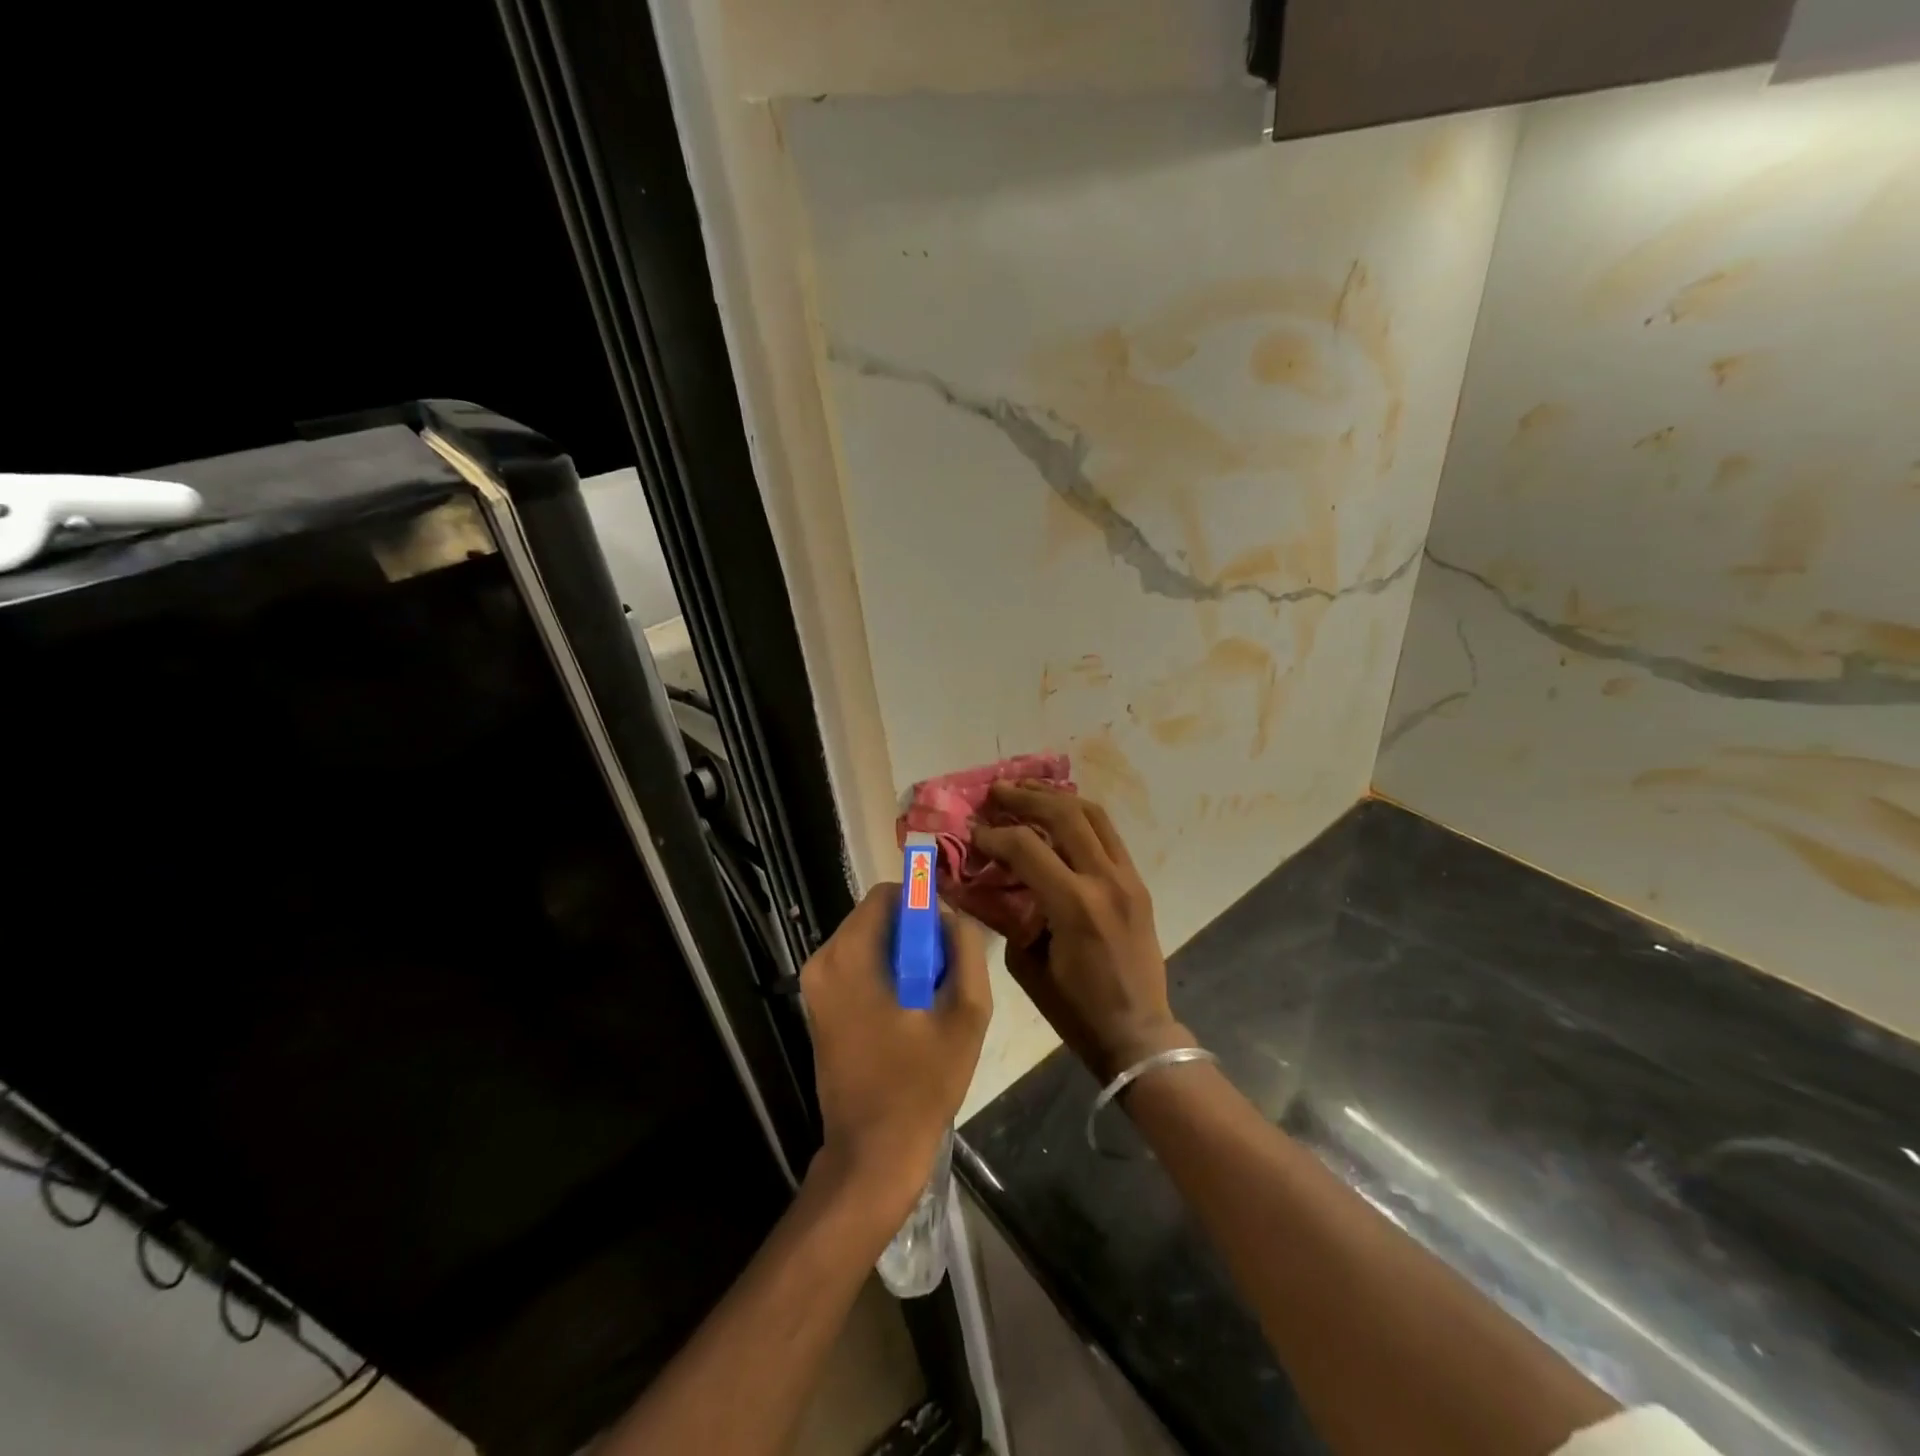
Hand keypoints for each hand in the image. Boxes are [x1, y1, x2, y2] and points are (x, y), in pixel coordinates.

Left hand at [800, 886, 990, 1219]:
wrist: (873, 1152)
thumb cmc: (922, 1083)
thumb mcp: (966, 1012)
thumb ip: (965, 949)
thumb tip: (951, 915)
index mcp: (850, 957)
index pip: (887, 894)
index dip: (924, 904)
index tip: (948, 936)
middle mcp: (823, 961)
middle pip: (877, 916)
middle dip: (915, 931)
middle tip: (945, 970)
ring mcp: (816, 985)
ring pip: (869, 940)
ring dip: (903, 954)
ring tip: (930, 996)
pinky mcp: (819, 1005)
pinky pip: (858, 964)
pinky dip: (886, 971)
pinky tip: (910, 1010)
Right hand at [972, 783, 1189, 1083]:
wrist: (1137, 1032)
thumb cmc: (1074, 1009)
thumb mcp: (1026, 965)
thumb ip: (1008, 915)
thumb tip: (989, 883)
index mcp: (1074, 905)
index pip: (1027, 846)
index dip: (994, 835)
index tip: (973, 832)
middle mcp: (1104, 880)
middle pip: (1063, 814)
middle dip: (1024, 798)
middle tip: (996, 792)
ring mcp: (1127, 877)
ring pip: (1093, 814)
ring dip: (1057, 796)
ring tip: (1027, 789)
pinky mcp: (1137, 882)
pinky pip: (1108, 834)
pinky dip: (1080, 816)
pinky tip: (1059, 813)